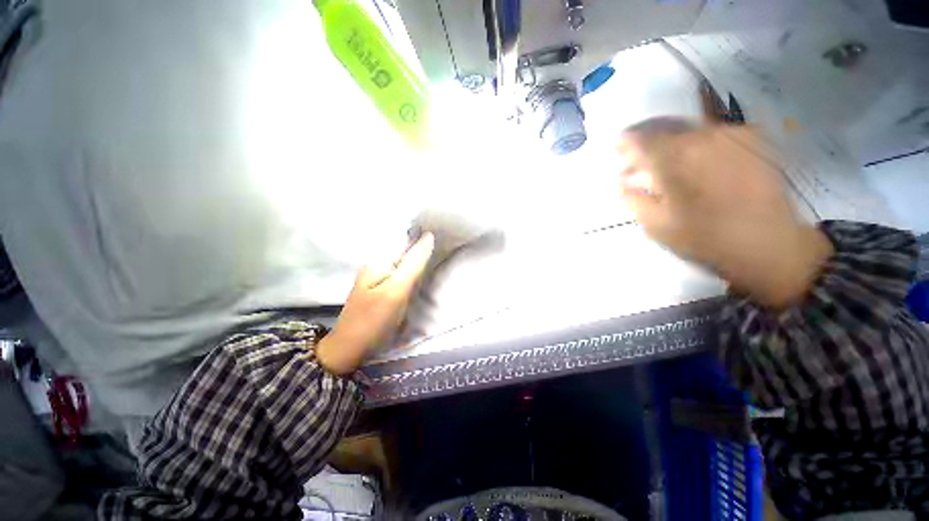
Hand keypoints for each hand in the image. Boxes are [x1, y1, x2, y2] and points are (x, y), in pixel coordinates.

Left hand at [317, 233, 434, 374]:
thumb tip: (429, 236)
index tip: (445, 239)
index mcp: (379, 259)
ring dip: (420, 262)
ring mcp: (379, 277)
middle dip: (423, 250)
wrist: (349, 349)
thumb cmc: (373, 319)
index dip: (425, 238)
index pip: (406, 239)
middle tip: (444, 253)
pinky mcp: (382, 289)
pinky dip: (413, 274)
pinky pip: (401, 275)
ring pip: (405, 263)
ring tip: (438, 262)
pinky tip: (422, 278)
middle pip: (406, 250)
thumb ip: (413, 263)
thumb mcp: (396, 290)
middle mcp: (378, 264)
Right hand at [618, 122, 832, 308]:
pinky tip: (693, 164)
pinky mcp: (752, 139)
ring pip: (689, 131)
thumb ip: (633, 199)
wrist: (771, 244)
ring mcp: (732, 134)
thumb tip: (623, 183)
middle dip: (646, 145)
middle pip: (665, 130)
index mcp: (677, 158)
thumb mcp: (656, 224)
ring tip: (664, 165)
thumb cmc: (706, 238)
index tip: (615, 146)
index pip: (641, 139)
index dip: (625, 142)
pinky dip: (695, 146)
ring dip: (670, 146)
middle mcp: (704, 136)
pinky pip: (713, 135)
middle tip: (636, 161)